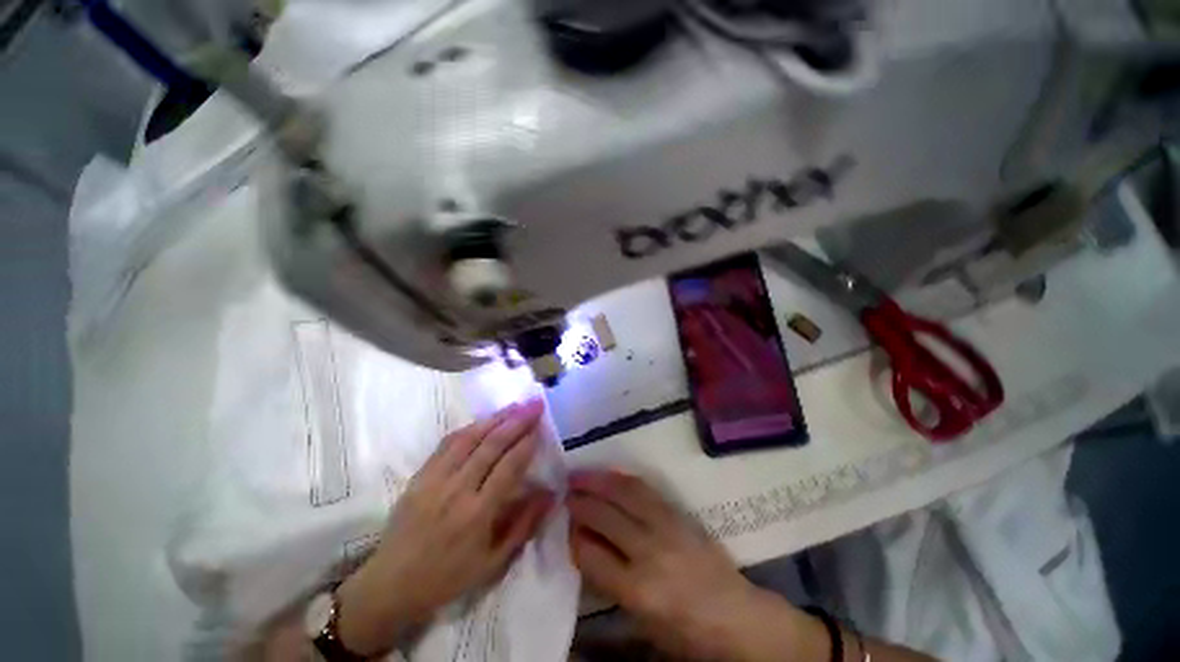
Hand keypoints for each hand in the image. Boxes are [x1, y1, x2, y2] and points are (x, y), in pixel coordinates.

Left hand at [336, 399, 554, 655]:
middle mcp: (456, 490)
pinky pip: (447, 443)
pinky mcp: (419, 475)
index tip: (541, 425)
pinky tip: (484, 421)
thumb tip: (550, 493)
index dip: (527, 442)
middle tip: (535, 404)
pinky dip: (469, 427)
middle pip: (491, 445)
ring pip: (470, 438)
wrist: (390, 585)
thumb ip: (524, 525)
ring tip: (515, 406)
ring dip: (496, 418)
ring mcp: (434, 479)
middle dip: (517, 421)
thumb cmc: (448, 578)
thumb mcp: (493, 563)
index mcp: (477, 514)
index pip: (508, 467)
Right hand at [567, 470, 816, 661]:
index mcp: (638, 590)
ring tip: (577, 475)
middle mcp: (649, 551)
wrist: (737, 616)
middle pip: (603, 516)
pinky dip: (621, 479)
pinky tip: (608, 476)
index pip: (590, 553)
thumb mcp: (642, 622)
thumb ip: (608, 583)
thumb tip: (583, 547)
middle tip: (562, 492)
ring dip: (596, 481)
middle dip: (578, 502)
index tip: (562, 524)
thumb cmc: (687, 632)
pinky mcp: (678, 513)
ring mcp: (665, 526)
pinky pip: (644, 488)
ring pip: (622, 493)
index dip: (572, 536)